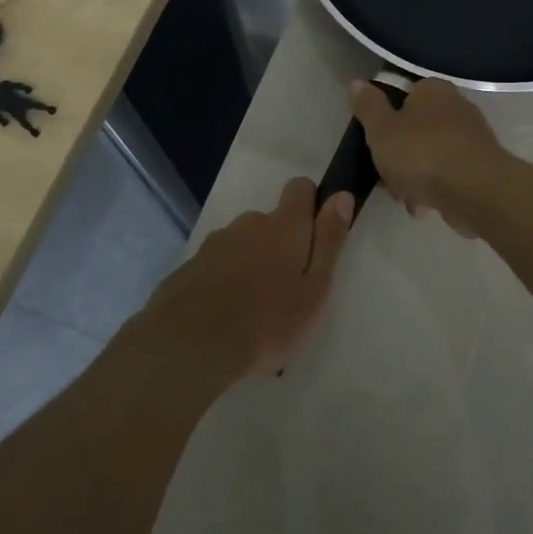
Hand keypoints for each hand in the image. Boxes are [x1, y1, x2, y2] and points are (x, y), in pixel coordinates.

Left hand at [139, 177, 353, 382]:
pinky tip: (224, 313)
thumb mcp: (314, 288)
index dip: (310, 203)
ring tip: (253, 307)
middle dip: (279, 244)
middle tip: (285, 287)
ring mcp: (215, 243)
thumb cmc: (267, 321)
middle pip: (270, 221)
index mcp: (284, 226)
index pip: (300, 188)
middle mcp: (249, 223)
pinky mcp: (190, 265)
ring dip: (251, 262)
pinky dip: (224, 279)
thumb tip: (342, 195)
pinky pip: (217, 264)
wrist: (190, 344)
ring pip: (242, 243)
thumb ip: (328, 240)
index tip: (314, 236)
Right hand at [350, 78, 508, 237]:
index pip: (404, 95)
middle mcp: (457, 106)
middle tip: (387, 175)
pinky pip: (449, 175)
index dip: (386, 119)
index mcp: (433, 90)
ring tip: (405, 198)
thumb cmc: (422, 154)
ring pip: (432, 155)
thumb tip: (357, 83)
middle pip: (417, 128)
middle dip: (400, 155)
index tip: (375, 142)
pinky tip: (425, 208)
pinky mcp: (482, 167)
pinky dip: (435, 189)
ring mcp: (473, 138)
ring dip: (415, 177)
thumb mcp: (381, 129)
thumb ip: (368, 106)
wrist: (476, 191)